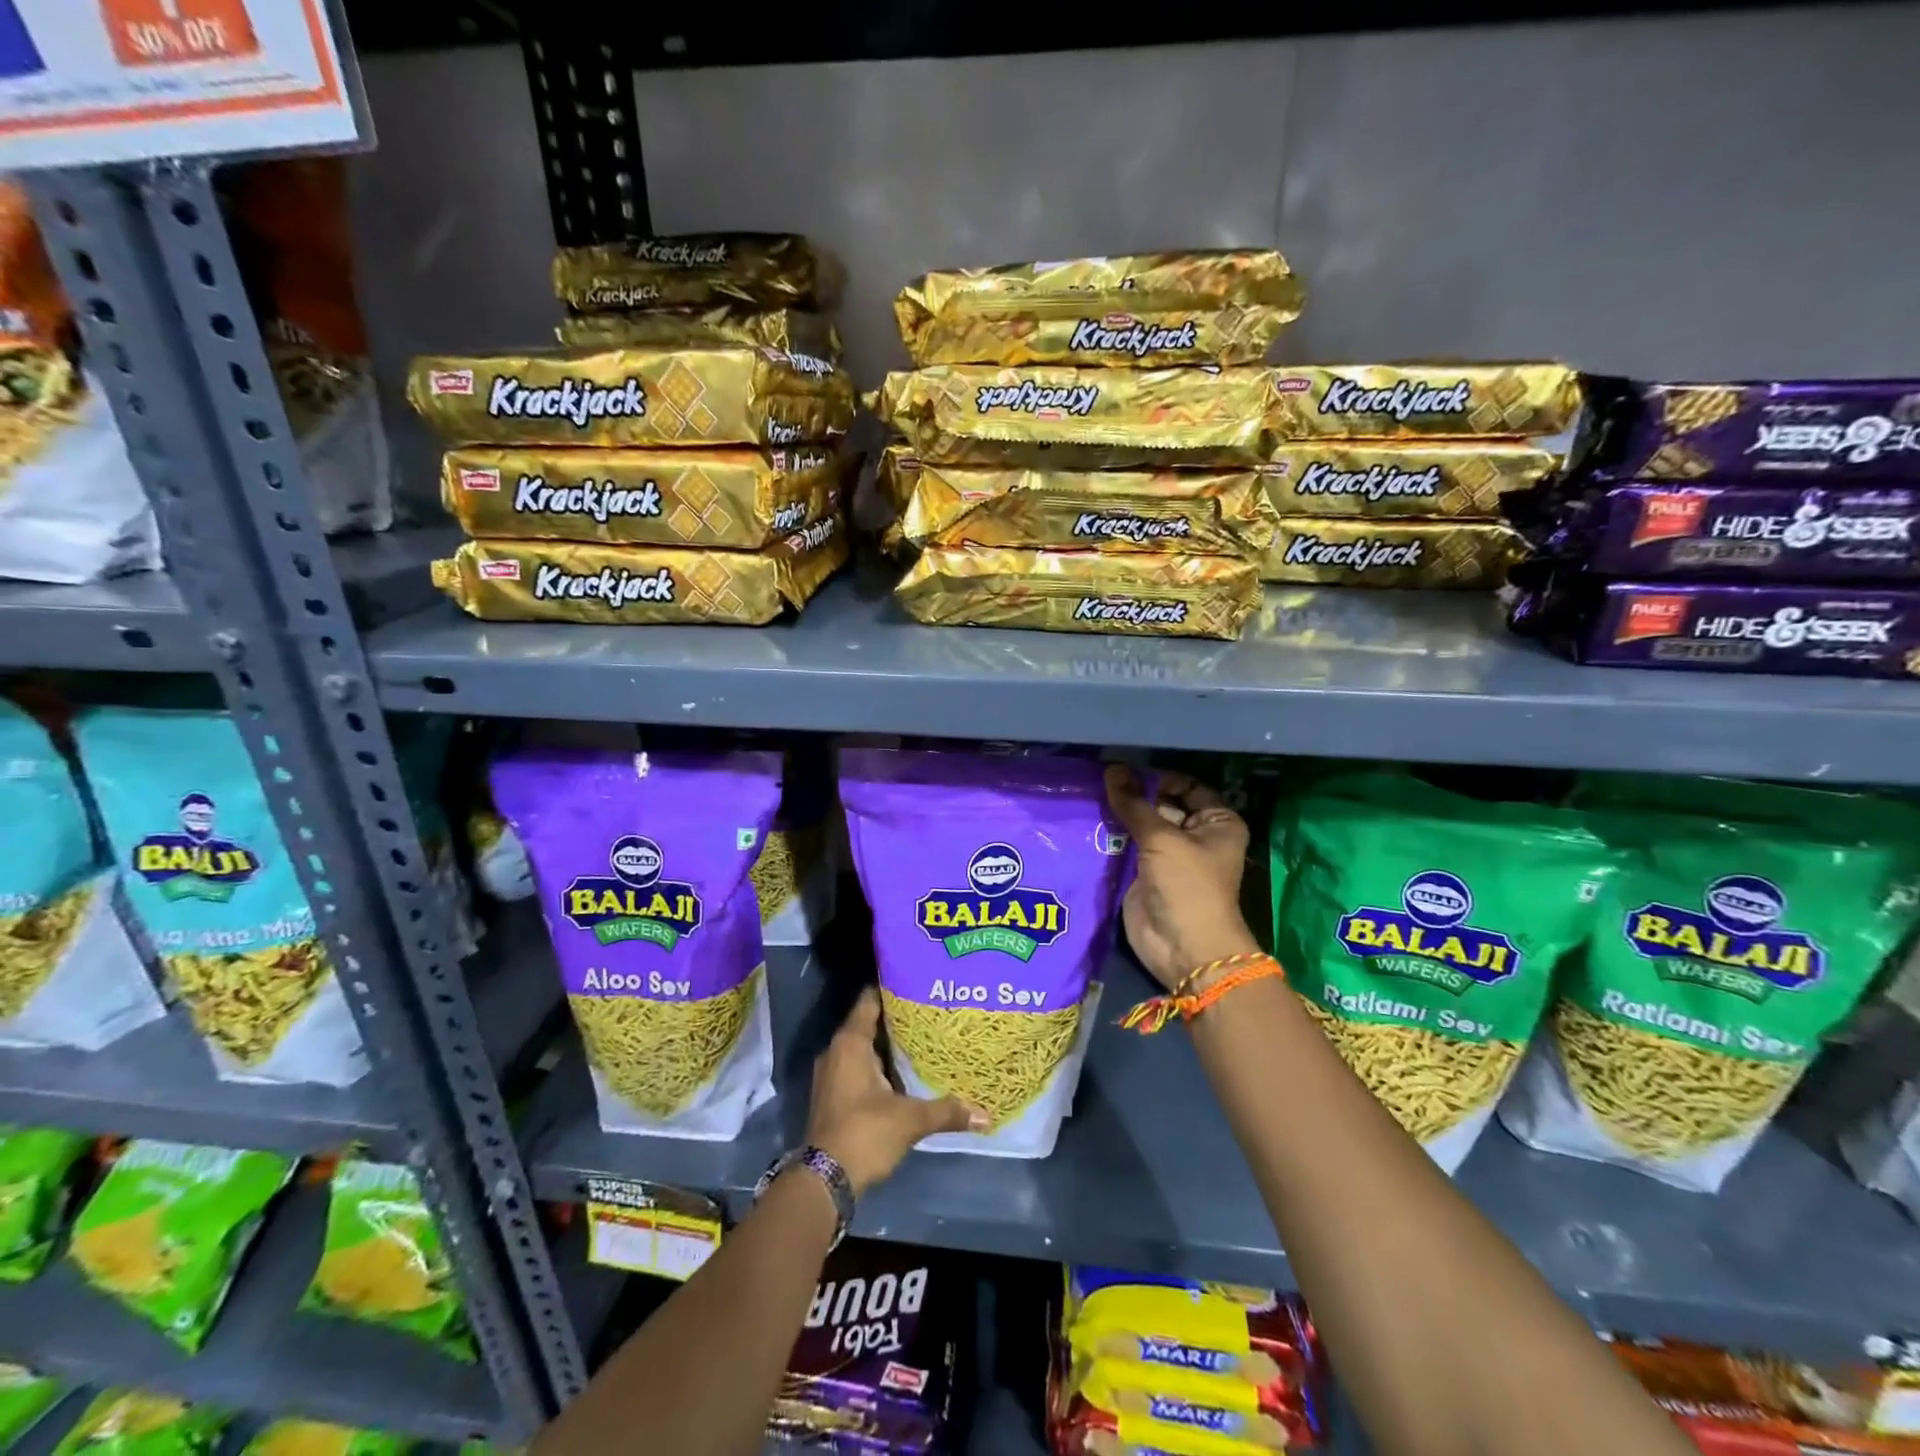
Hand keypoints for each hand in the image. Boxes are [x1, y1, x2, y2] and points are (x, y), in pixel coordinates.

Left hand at [805, 988, 984, 1194]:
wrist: (824, 1181)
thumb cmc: (864, 1133)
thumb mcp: (909, 1120)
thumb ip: (946, 1111)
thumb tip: (986, 1115)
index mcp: (850, 1043)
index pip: (870, 1000)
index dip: (892, 988)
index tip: (918, 981)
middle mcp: (836, 1051)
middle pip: (868, 1023)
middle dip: (896, 1018)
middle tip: (929, 1010)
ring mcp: (831, 1074)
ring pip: (863, 1048)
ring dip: (887, 1044)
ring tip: (922, 1038)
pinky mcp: (833, 1095)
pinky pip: (857, 1067)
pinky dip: (878, 1065)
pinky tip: (903, 1072)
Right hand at [1104, 764, 1261, 990]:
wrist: (1184, 948)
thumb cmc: (1187, 886)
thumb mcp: (1162, 839)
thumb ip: (1134, 805)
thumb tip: (1112, 770)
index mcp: (1217, 822)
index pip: (1185, 785)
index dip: (1156, 777)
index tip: (1123, 770)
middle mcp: (1196, 835)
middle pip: (1161, 804)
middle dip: (1133, 794)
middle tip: (1097, 779)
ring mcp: (1169, 855)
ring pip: (1141, 825)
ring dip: (1119, 815)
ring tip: (1087, 794)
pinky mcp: (1145, 873)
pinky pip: (1127, 847)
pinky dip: (1110, 836)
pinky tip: (1087, 819)